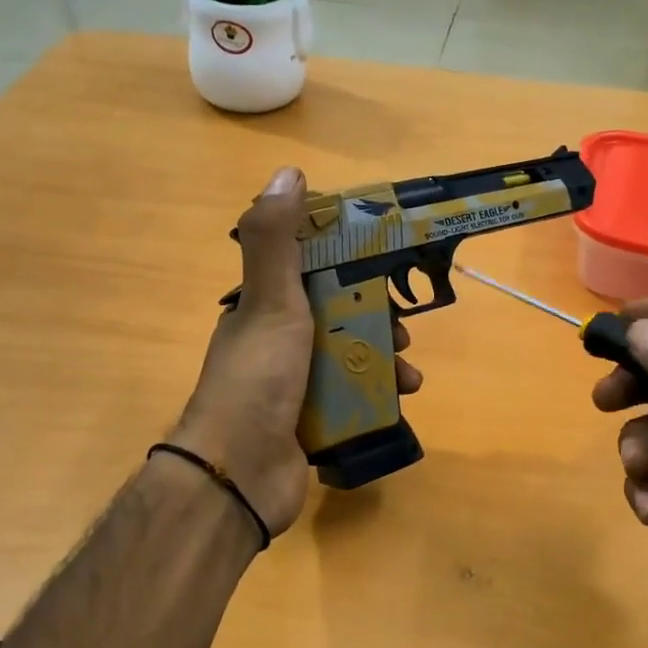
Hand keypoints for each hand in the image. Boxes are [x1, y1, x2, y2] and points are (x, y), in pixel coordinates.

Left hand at [170, 167, 421, 537]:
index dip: (348, 260)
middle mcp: (276, 342)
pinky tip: (400, 399)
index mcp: (263, 308)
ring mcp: (293, 385)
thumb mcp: (269, 302)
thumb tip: (287, 172)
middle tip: (404, 329)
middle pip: (337, 316)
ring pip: (348, 358)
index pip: (309, 269)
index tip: (384, 260)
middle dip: (375, 318)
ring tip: (408, 373)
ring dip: (383, 360)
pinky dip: (377, 395)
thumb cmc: (257, 379)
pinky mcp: (309, 422)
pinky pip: (351, 398)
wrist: (239, 474)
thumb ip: (276, 239)